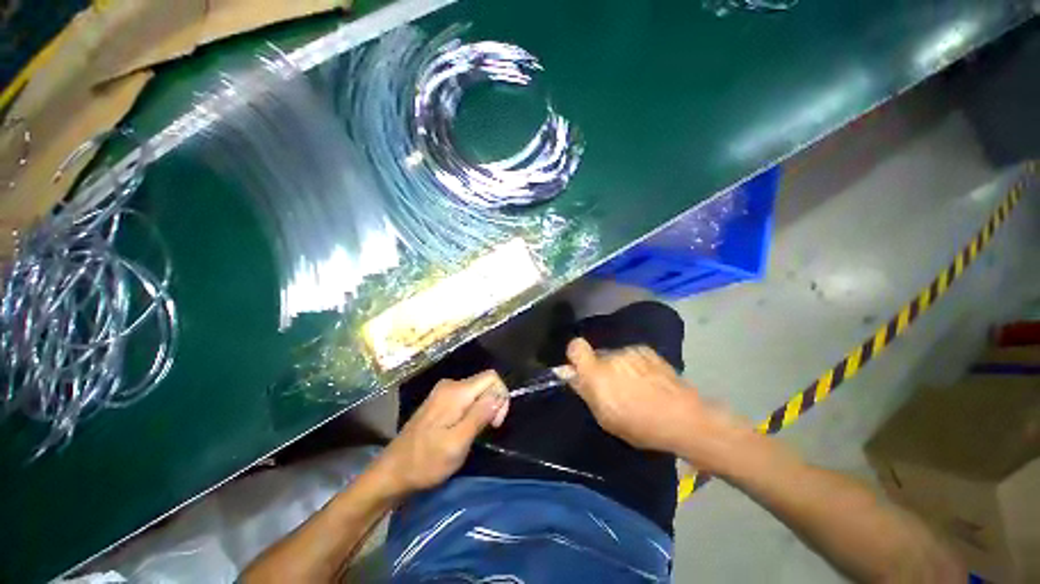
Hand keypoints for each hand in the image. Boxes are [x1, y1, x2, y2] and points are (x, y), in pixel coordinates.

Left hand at [374, 371, 508, 495]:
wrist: (393, 471)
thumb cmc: (425, 462)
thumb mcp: (456, 444)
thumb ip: (479, 416)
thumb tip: (499, 396)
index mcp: (456, 392)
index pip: (492, 377)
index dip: (501, 396)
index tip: (495, 423)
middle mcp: (450, 385)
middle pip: (485, 382)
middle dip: (493, 403)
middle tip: (488, 430)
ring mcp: (443, 392)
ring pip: (477, 390)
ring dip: (484, 408)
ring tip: (475, 432)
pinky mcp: (440, 400)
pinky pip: (467, 397)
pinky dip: (473, 410)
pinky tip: (465, 428)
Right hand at [566, 338, 751, 468]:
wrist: (683, 417)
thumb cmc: (639, 424)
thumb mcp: (605, 417)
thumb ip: (586, 391)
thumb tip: (571, 375)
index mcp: (597, 372)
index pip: (575, 347)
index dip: (575, 356)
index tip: (580, 371)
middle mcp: (612, 355)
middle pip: (597, 355)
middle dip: (600, 369)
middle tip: (613, 389)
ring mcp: (631, 351)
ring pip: (615, 357)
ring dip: (618, 368)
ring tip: (636, 388)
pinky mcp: (648, 351)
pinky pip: (632, 356)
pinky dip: (635, 366)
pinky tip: (649, 382)